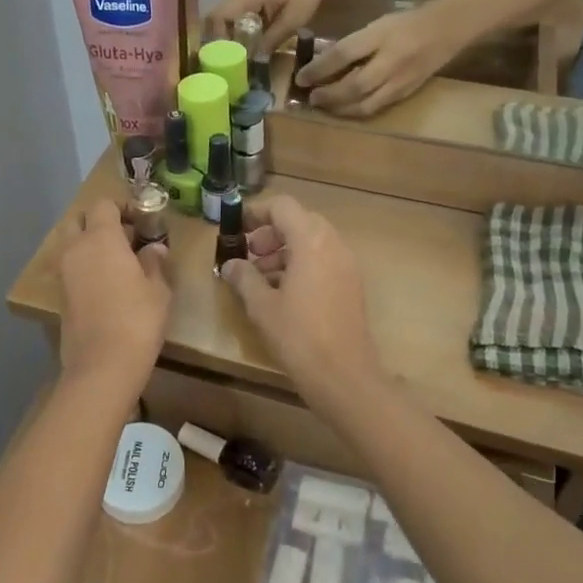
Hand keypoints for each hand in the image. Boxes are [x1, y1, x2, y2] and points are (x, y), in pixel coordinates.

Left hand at [57, 199, 171, 384]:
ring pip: (72, 243)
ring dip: (90, 244)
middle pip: (80, 219)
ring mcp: (63, 272)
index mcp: (101, 238)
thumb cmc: (137, 320)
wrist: (102, 366)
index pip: (104, 205)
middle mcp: (76, 248)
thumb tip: (154, 249)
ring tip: (119, 262)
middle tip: (126, 237)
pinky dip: (85, 265)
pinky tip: (107, 283)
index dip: (122, 207)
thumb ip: (154, 262)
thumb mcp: (158, 290)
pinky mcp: (60, 295)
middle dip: (100, 222)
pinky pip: (71, 267)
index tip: (142, 220)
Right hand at [204, 0, 328, 52]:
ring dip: (224, 38)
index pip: (218, 16)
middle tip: (228, 62)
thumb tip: (255, 60)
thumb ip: (272, 39)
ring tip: (234, 58)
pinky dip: (232, 33)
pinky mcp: (242, 0)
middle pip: (214, 19)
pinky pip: (229, 18)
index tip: (226, 57)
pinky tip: (243, 46)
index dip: (217, 38)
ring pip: (219, 20)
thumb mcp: (293, 20)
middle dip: (218, 41)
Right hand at [220, 197, 380, 393]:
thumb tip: (231, 265)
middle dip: (271, 234)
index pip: (283, 206)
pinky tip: (282, 292)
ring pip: (313, 241)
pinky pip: (324, 259)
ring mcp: (347, 264)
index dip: (257, 212)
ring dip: (285, 250)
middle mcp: (333, 244)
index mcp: (311, 241)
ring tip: (261, 278)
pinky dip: (302, 264)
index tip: (238, 229)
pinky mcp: (351, 284)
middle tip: (249, 256)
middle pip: (300, 221)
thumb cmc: (298, 336)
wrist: (344, 375)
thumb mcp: (262, 306)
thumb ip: (244, 277)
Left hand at [298, 7, 458, 117]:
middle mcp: (391, 61)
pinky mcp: (406, 94)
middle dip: (328, 95)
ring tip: (323, 106)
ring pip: (365, 103)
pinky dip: (356, 111)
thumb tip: (322, 62)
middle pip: (354, 85)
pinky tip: (344, 110)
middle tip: (310, 97)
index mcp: (381, 36)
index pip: (344, 54)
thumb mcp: (377, 25)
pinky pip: (377, 108)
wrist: (447, 30)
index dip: (319, 68)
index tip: (301, 77)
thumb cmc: (405, 23)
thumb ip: (352, 43)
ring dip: (340, 108)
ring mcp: (400, 81)